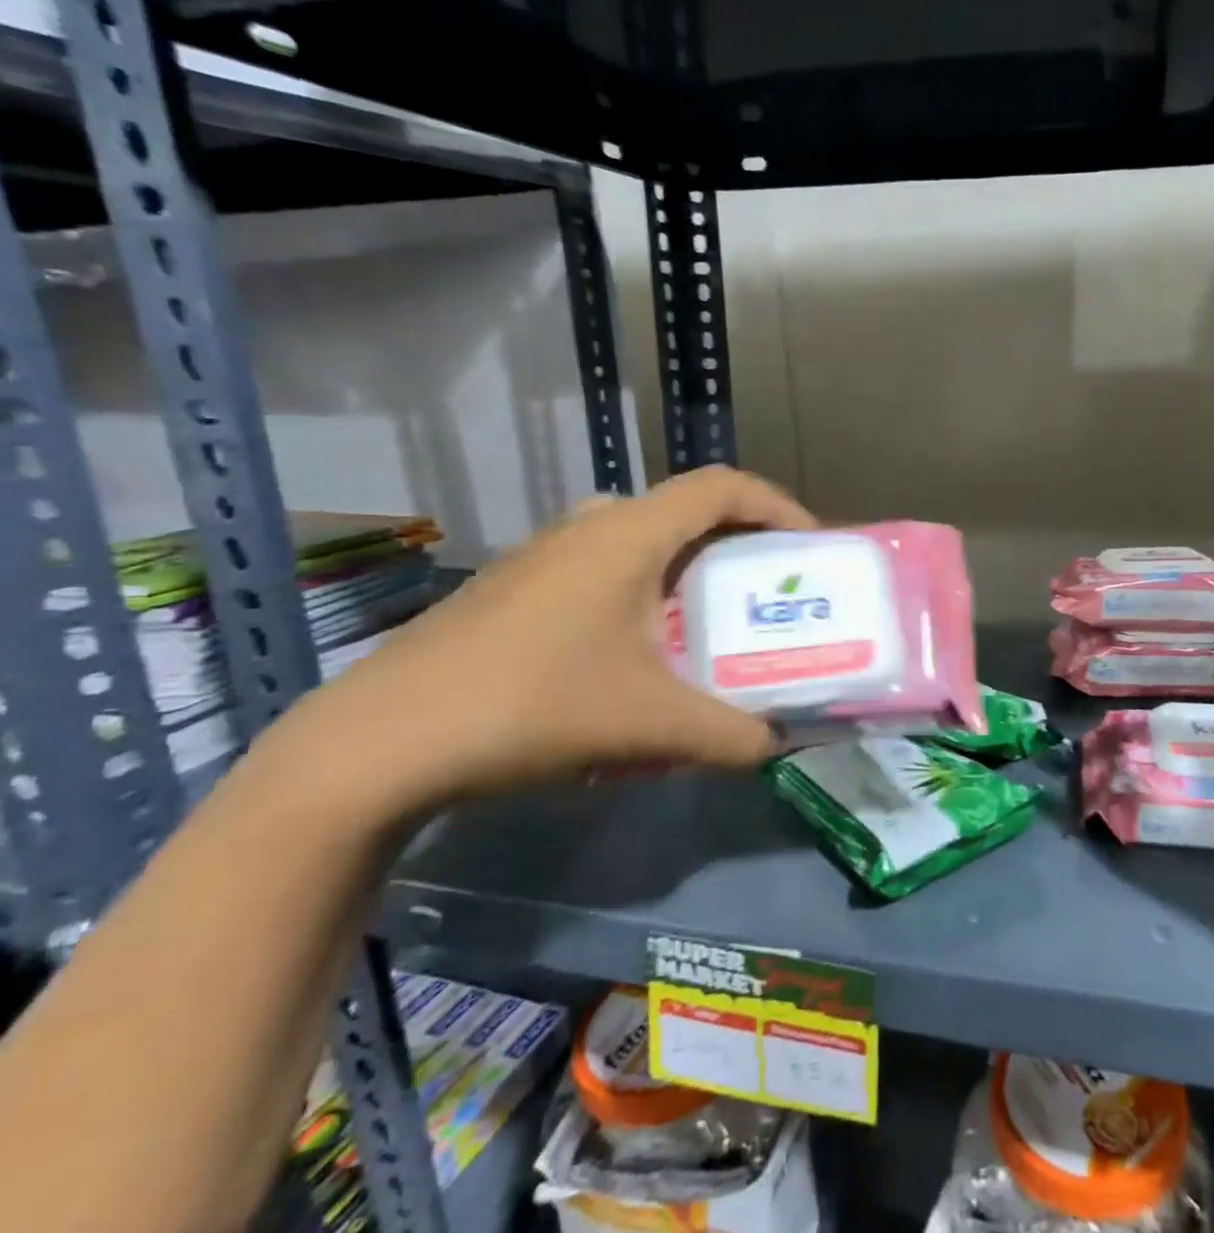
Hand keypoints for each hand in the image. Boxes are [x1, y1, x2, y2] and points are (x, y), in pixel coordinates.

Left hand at [257, 466, 815, 819]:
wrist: (381, 742)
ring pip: (644, 540)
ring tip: (712, 623)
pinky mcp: (519, 586)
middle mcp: (590, 525)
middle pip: (688, 511)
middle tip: (769, 591)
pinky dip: (647, 591)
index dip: (780, 506)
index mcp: (629, 534)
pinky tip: (641, 654)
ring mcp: (547, 553)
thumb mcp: (652, 726)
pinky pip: (606, 568)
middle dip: (742, 544)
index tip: (812, 547)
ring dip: (690, 569)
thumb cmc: (533, 706)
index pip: (724, 487)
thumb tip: (777, 746)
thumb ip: (732, 736)